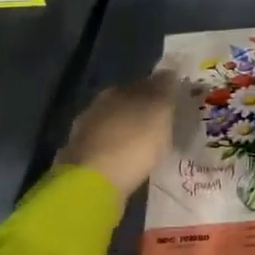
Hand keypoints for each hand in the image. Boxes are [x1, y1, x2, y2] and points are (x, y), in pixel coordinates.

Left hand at [58, 73, 177, 209]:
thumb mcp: (159, 112)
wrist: (92, 184)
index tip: (174, 102)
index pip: (143, 84)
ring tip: (148, 147)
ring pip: (115, 128)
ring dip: (129, 134)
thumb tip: (169, 71)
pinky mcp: (81, 161)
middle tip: (163, 125)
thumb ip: (165, 89)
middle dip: (142, 113)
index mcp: (116, 91)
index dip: (159, 91)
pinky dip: (119, 154)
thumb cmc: (132, 142)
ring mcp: (85, 135)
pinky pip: (108, 151)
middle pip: (126, 105)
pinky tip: (129, 163)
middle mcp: (97, 107)